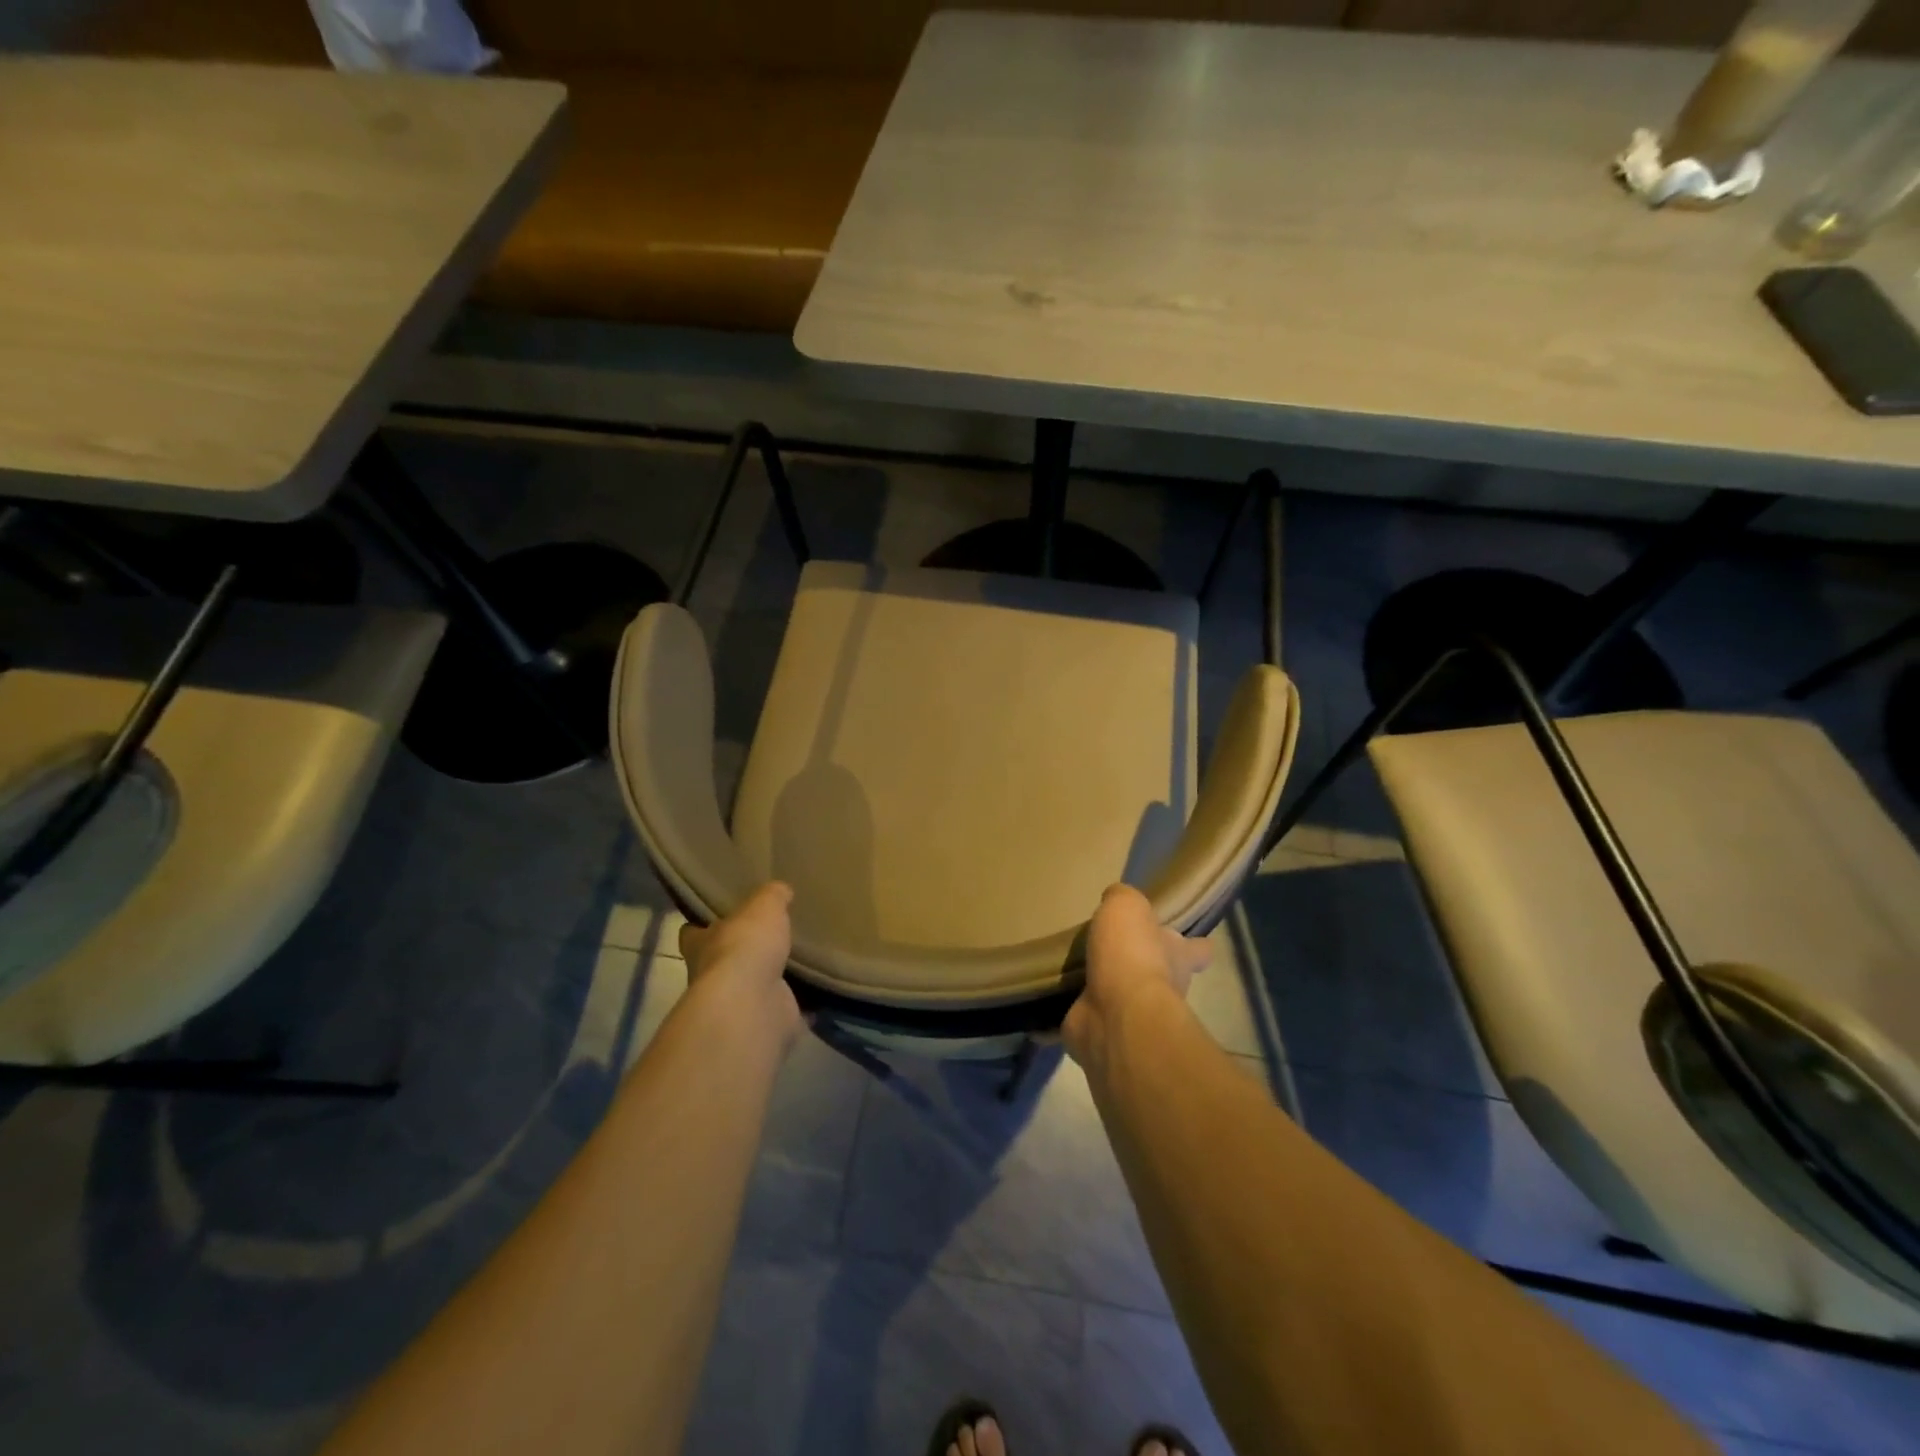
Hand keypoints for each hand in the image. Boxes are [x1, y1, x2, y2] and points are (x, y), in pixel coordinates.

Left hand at [678, 882, 800, 1046]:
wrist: (753, 1005)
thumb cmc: (746, 947)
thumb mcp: (763, 906)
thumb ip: (771, 896)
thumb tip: (780, 890)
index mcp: (701, 944)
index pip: (692, 932)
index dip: (703, 925)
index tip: (720, 917)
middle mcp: (712, 976)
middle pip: (723, 961)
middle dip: (742, 953)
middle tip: (771, 937)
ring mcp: (737, 1004)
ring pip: (754, 987)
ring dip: (771, 980)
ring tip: (799, 961)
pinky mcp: (764, 1022)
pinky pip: (784, 1011)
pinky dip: (799, 1006)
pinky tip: (819, 993)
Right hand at [1064, 884, 1211, 1071]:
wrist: (1115, 1016)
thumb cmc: (1131, 954)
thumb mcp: (1127, 906)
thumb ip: (1122, 898)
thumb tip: (1115, 898)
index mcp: (1178, 955)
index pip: (1198, 949)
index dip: (1193, 945)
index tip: (1182, 939)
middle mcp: (1164, 987)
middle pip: (1161, 973)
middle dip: (1138, 964)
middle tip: (1107, 947)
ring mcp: (1133, 1015)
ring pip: (1122, 995)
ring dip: (1102, 986)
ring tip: (1073, 965)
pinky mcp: (1102, 1032)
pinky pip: (1087, 1017)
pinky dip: (1074, 1009)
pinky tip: (1055, 995)